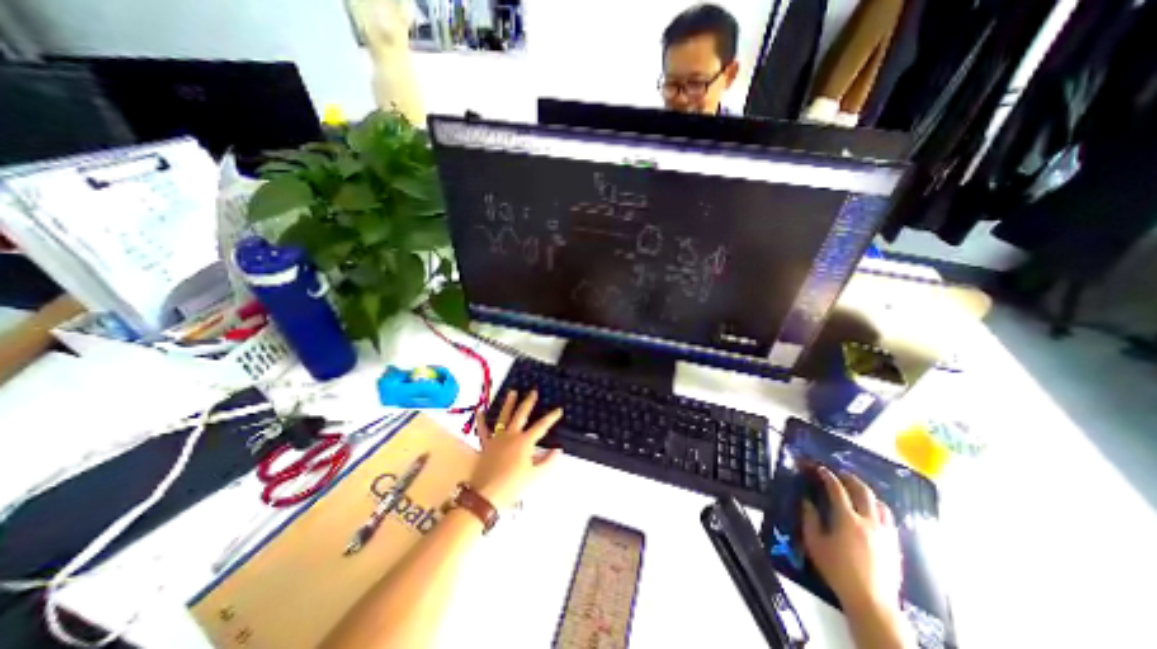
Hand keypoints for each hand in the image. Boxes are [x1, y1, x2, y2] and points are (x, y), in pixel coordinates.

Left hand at [466, 390, 563, 510]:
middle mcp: (511, 435)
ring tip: (512, 392)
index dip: (551, 417)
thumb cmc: (513, 486)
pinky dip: (481, 420)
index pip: (541, 426)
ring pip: (503, 417)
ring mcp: (497, 438)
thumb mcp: (535, 476)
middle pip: (521, 414)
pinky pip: (483, 430)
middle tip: (533, 391)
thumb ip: (547, 461)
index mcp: (524, 442)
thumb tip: (557, 450)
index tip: (559, 410)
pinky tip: (480, 411)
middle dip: (528, 402)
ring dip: (508, 404)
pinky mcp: (486, 445)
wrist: (486, 495)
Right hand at [806, 466, 902, 612]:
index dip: (827, 476)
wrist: (871, 602)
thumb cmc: (838, 571)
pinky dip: (879, 509)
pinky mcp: (894, 545)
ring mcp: (885, 533)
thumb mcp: (814, 543)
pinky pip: (889, 520)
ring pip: (880, 504)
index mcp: (847, 519)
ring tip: (858, 491)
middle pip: (863, 491)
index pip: (837, 489)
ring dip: (868, 493)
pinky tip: (872, 513)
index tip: (820, 469)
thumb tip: (807, 501)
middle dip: (851, 479)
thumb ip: (809, 519)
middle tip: (841, 474)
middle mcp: (868, 521)